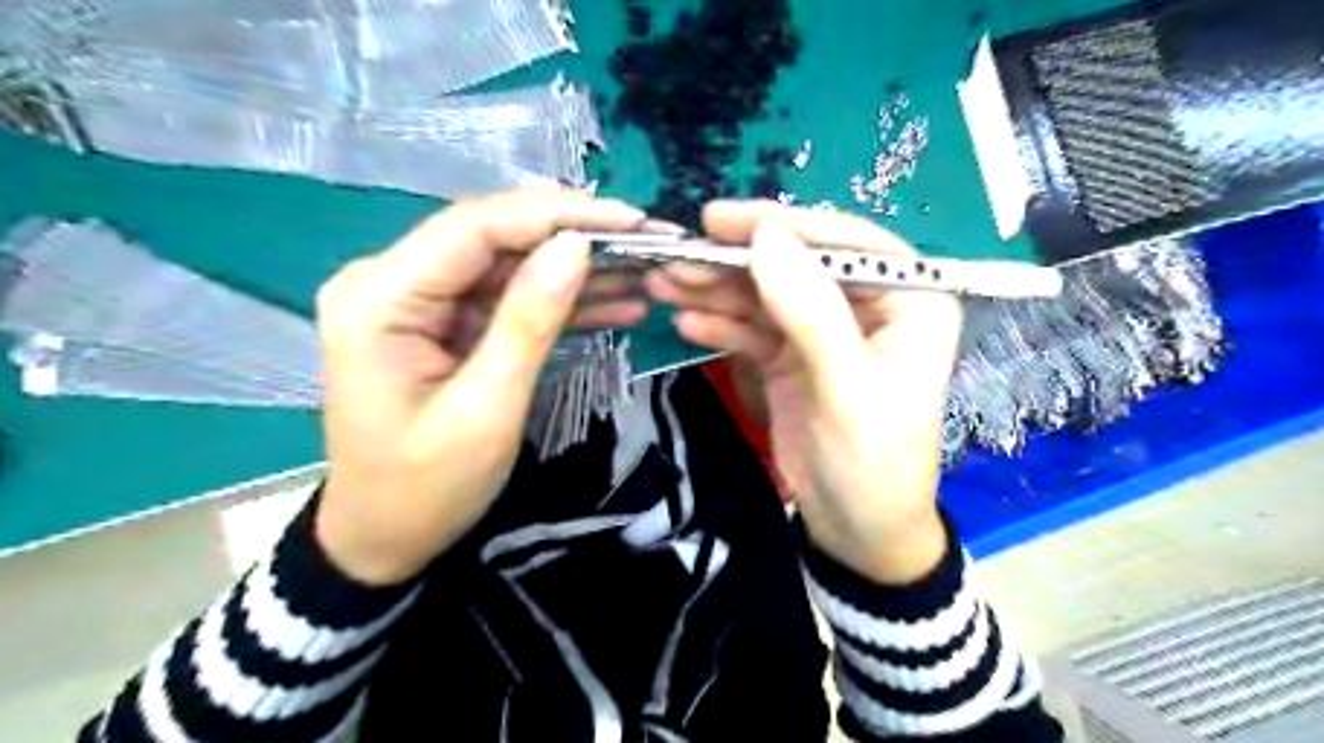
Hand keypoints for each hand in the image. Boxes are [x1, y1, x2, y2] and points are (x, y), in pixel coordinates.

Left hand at [312, 191, 647, 584]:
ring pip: (508, 267)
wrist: (382, 540)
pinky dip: (557, 304)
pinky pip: (506, 300)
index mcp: (382, 296)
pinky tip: (614, 305)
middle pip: (495, 239)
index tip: (629, 218)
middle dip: (574, 239)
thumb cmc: (426, 488)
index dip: (557, 215)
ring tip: (643, 275)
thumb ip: (529, 320)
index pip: (477, 226)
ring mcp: (417, 302)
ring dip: (575, 272)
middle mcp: (390, 282)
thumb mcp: (487, 408)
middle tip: (647, 244)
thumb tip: (576, 246)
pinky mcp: (442, 324)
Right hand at [651, 203, 962, 585]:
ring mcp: (824, 330)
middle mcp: (867, 305)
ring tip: (664, 283)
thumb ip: (811, 312)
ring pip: (766, 295)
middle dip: (735, 261)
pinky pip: (752, 329)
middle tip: (676, 253)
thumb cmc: (873, 463)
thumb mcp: (848, 389)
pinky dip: (720, 324)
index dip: (784, 225)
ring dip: (716, 289)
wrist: (855, 532)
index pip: (846, 243)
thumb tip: (764, 237)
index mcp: (909, 300)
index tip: (721, 219)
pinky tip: (685, 321)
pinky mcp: (791, 356)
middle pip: (796, 265)